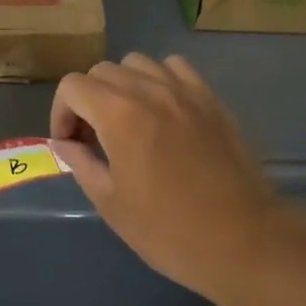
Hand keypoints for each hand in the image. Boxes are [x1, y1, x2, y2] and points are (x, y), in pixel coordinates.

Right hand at [51, 53, 300, 303]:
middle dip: (88, 100)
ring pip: (138, 63)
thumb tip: (63, 142)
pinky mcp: (211, 98)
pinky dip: (159, 80)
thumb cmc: (170, 230)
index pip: (73, 86)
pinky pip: (175, 68)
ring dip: (122, 85)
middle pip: (102, 71)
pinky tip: (163, 110)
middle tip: (94, 138)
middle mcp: (150, 90)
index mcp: (119, 114)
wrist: (243, 241)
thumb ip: (81, 163)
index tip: (70, 143)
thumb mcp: (111, 203)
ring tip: (128, 120)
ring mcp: (185, 90)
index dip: (61, 112)